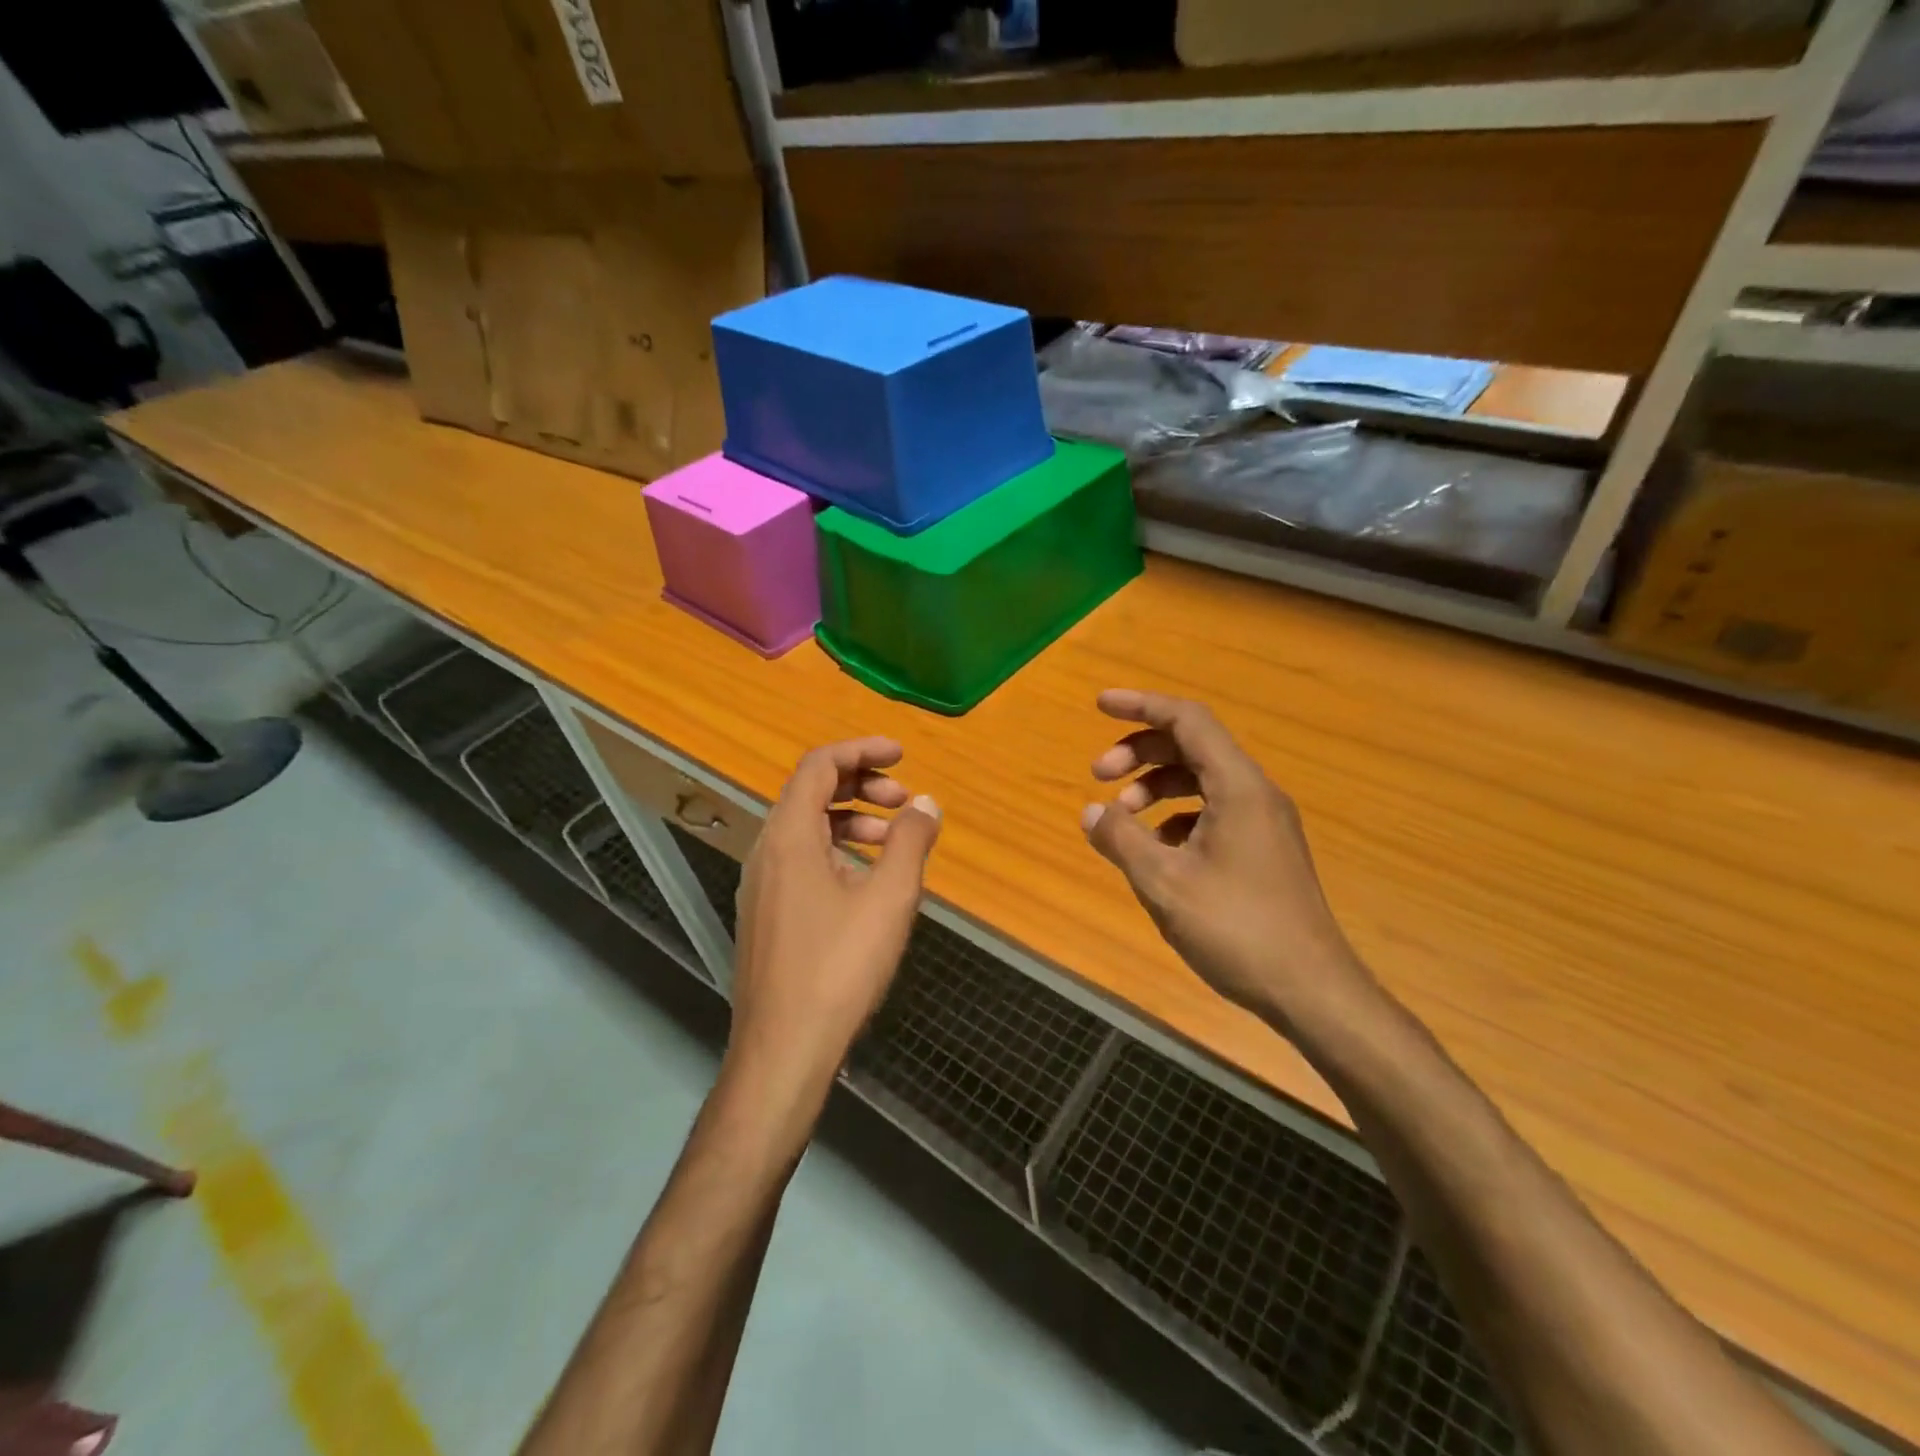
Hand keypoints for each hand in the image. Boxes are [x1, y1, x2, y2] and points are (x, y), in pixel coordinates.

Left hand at [727, 738, 941, 1108]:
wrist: (783, 1050)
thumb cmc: (838, 968)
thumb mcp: (889, 899)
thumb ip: (910, 842)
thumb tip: (926, 804)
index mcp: (788, 836)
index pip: (819, 765)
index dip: (862, 749)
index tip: (903, 753)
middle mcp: (766, 851)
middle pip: (810, 792)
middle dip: (860, 785)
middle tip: (904, 800)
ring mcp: (760, 885)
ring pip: (806, 829)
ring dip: (851, 820)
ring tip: (893, 840)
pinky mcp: (765, 915)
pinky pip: (800, 860)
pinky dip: (836, 851)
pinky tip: (866, 882)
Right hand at [1082, 690, 1374, 1032]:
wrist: (1311, 991)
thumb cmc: (1236, 929)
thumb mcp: (1164, 883)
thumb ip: (1121, 839)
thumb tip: (1091, 810)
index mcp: (1238, 787)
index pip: (1187, 720)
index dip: (1141, 705)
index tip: (1099, 705)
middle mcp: (1256, 794)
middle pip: (1192, 746)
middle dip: (1140, 752)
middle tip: (1098, 775)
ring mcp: (1264, 823)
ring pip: (1202, 781)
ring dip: (1156, 786)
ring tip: (1121, 818)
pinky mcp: (1264, 851)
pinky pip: (1213, 812)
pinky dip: (1176, 816)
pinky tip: (1155, 850)